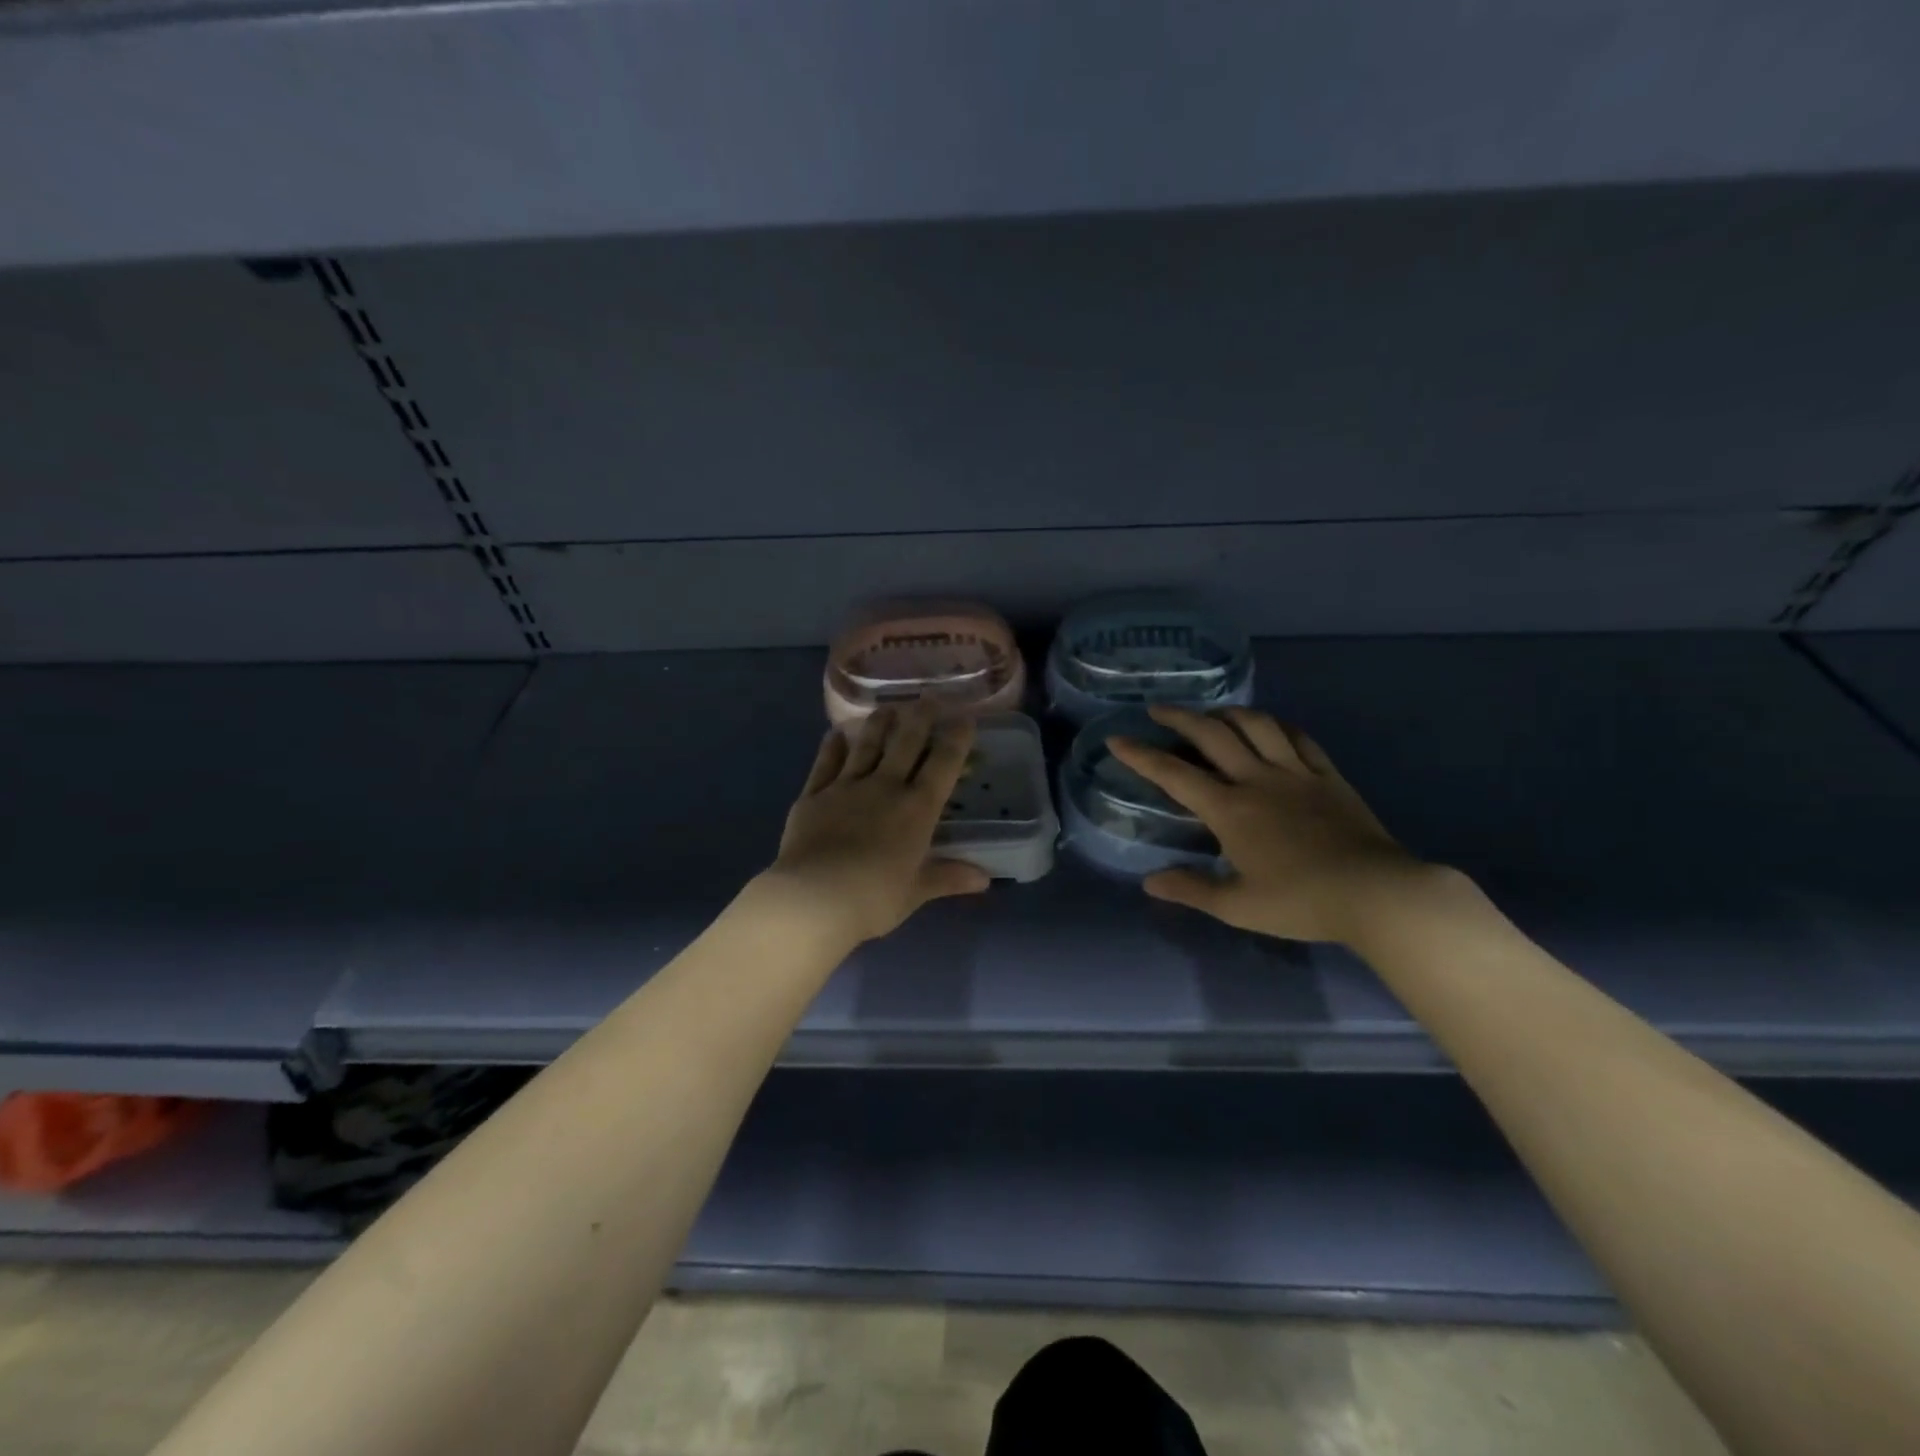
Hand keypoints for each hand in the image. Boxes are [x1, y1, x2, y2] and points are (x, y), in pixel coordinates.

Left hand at [760, 704, 990, 946]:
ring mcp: (847, 787)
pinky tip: (836, 734)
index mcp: (917, 809)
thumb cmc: (873, 898)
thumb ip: (948, 877)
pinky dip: (833, 746)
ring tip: (888, 707)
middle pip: (906, 743)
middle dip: (921, 717)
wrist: (813, 899)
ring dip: (879, 724)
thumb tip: (984, 878)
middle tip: (929, 697)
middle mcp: (885, 787)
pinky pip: (826, 763)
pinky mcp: (814, 794)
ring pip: (867, 745)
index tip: (966, 717)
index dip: (957, 738)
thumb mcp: (916, 892)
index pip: (943, 764)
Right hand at [1106, 705, 1424, 944]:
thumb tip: (1149, 883)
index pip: (1175, 774)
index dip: (1141, 755)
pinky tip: (1270, 726)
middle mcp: (1257, 780)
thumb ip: (1191, 889)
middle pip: (1213, 734)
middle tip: (1159, 709)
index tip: (1117, 739)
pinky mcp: (1328, 775)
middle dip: (1180, 717)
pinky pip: (1299, 738)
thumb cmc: (1301, 902)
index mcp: (1229, 809)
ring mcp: (1295, 773)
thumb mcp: (1237, 906)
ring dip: (1228, 713)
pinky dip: (1278, 726)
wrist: (1376, 893)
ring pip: (1257, 725)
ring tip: (1212, 714)